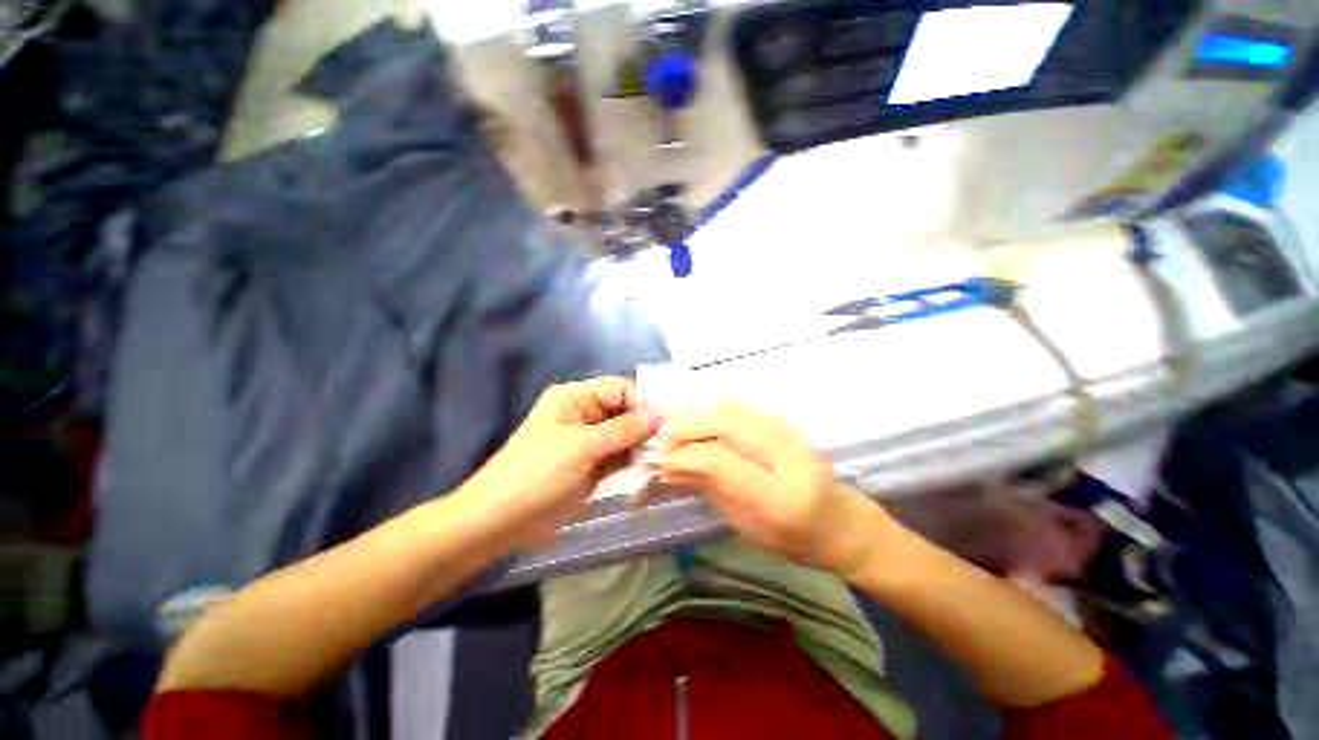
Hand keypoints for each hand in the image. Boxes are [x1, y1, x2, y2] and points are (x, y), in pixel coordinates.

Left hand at [470, 377, 661, 546]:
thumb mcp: (581, 447)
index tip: (666, 423)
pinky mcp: (593, 464)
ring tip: (664, 457)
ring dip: (643, 444)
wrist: (499, 521)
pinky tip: (651, 467)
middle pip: (625, 411)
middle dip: (646, 425)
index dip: (642, 403)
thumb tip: (660, 415)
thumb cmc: (536, 475)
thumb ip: (623, 430)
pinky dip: (635, 460)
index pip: (619, 389)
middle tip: (671, 442)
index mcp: (575, 397)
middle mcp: (584, 414)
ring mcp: (590, 441)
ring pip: (626, 434)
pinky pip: (620, 455)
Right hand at [659, 401, 896, 577]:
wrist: (840, 519)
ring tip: (678, 438)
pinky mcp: (780, 419)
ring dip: (695, 420)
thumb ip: (709, 490)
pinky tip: (703, 432)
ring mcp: (785, 427)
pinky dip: (711, 416)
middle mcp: (785, 450)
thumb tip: (669, 467)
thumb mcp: (746, 525)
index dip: (683, 456)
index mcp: (779, 494)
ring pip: (725, 408)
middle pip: (721, 421)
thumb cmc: (792, 537)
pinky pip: (735, 407)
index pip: (719, 460)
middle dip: (683, 429)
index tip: (660, 462)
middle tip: (662, 444)